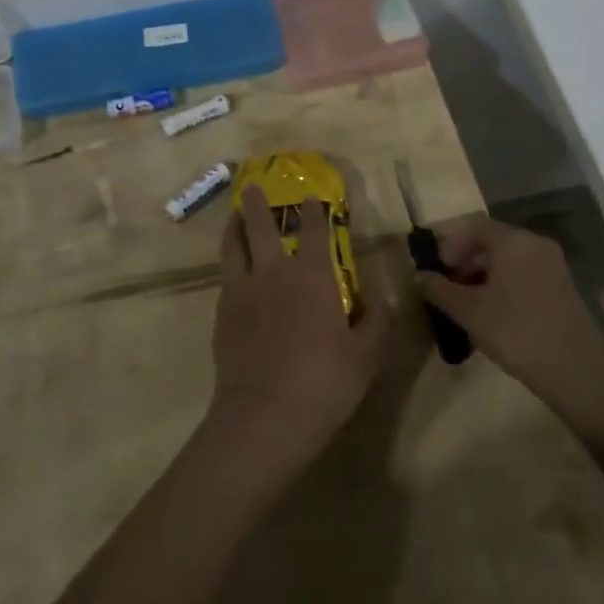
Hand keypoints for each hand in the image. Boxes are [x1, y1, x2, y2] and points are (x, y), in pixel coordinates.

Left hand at [207, 186, 392, 475]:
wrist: (264, 416)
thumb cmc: (324, 382)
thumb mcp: (366, 357)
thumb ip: (376, 323)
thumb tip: (381, 300)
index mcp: (312, 276)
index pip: (313, 230)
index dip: (312, 211)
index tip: (309, 197)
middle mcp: (273, 272)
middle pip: (259, 226)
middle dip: (255, 203)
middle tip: (251, 187)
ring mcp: (242, 291)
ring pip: (232, 246)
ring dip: (233, 226)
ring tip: (233, 218)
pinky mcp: (222, 314)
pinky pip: (225, 279)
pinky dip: (230, 267)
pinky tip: (234, 275)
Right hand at [416, 218, 603, 444]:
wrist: (577, 371)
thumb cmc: (516, 332)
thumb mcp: (469, 311)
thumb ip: (439, 289)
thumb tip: (419, 276)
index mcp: (513, 241)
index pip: (473, 226)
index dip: (449, 245)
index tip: (437, 271)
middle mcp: (535, 244)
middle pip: (491, 241)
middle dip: (465, 261)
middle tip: (448, 290)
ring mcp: (553, 265)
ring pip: (508, 260)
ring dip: (483, 276)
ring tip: (467, 306)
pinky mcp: (562, 287)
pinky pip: (524, 274)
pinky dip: (503, 285)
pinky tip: (494, 315)